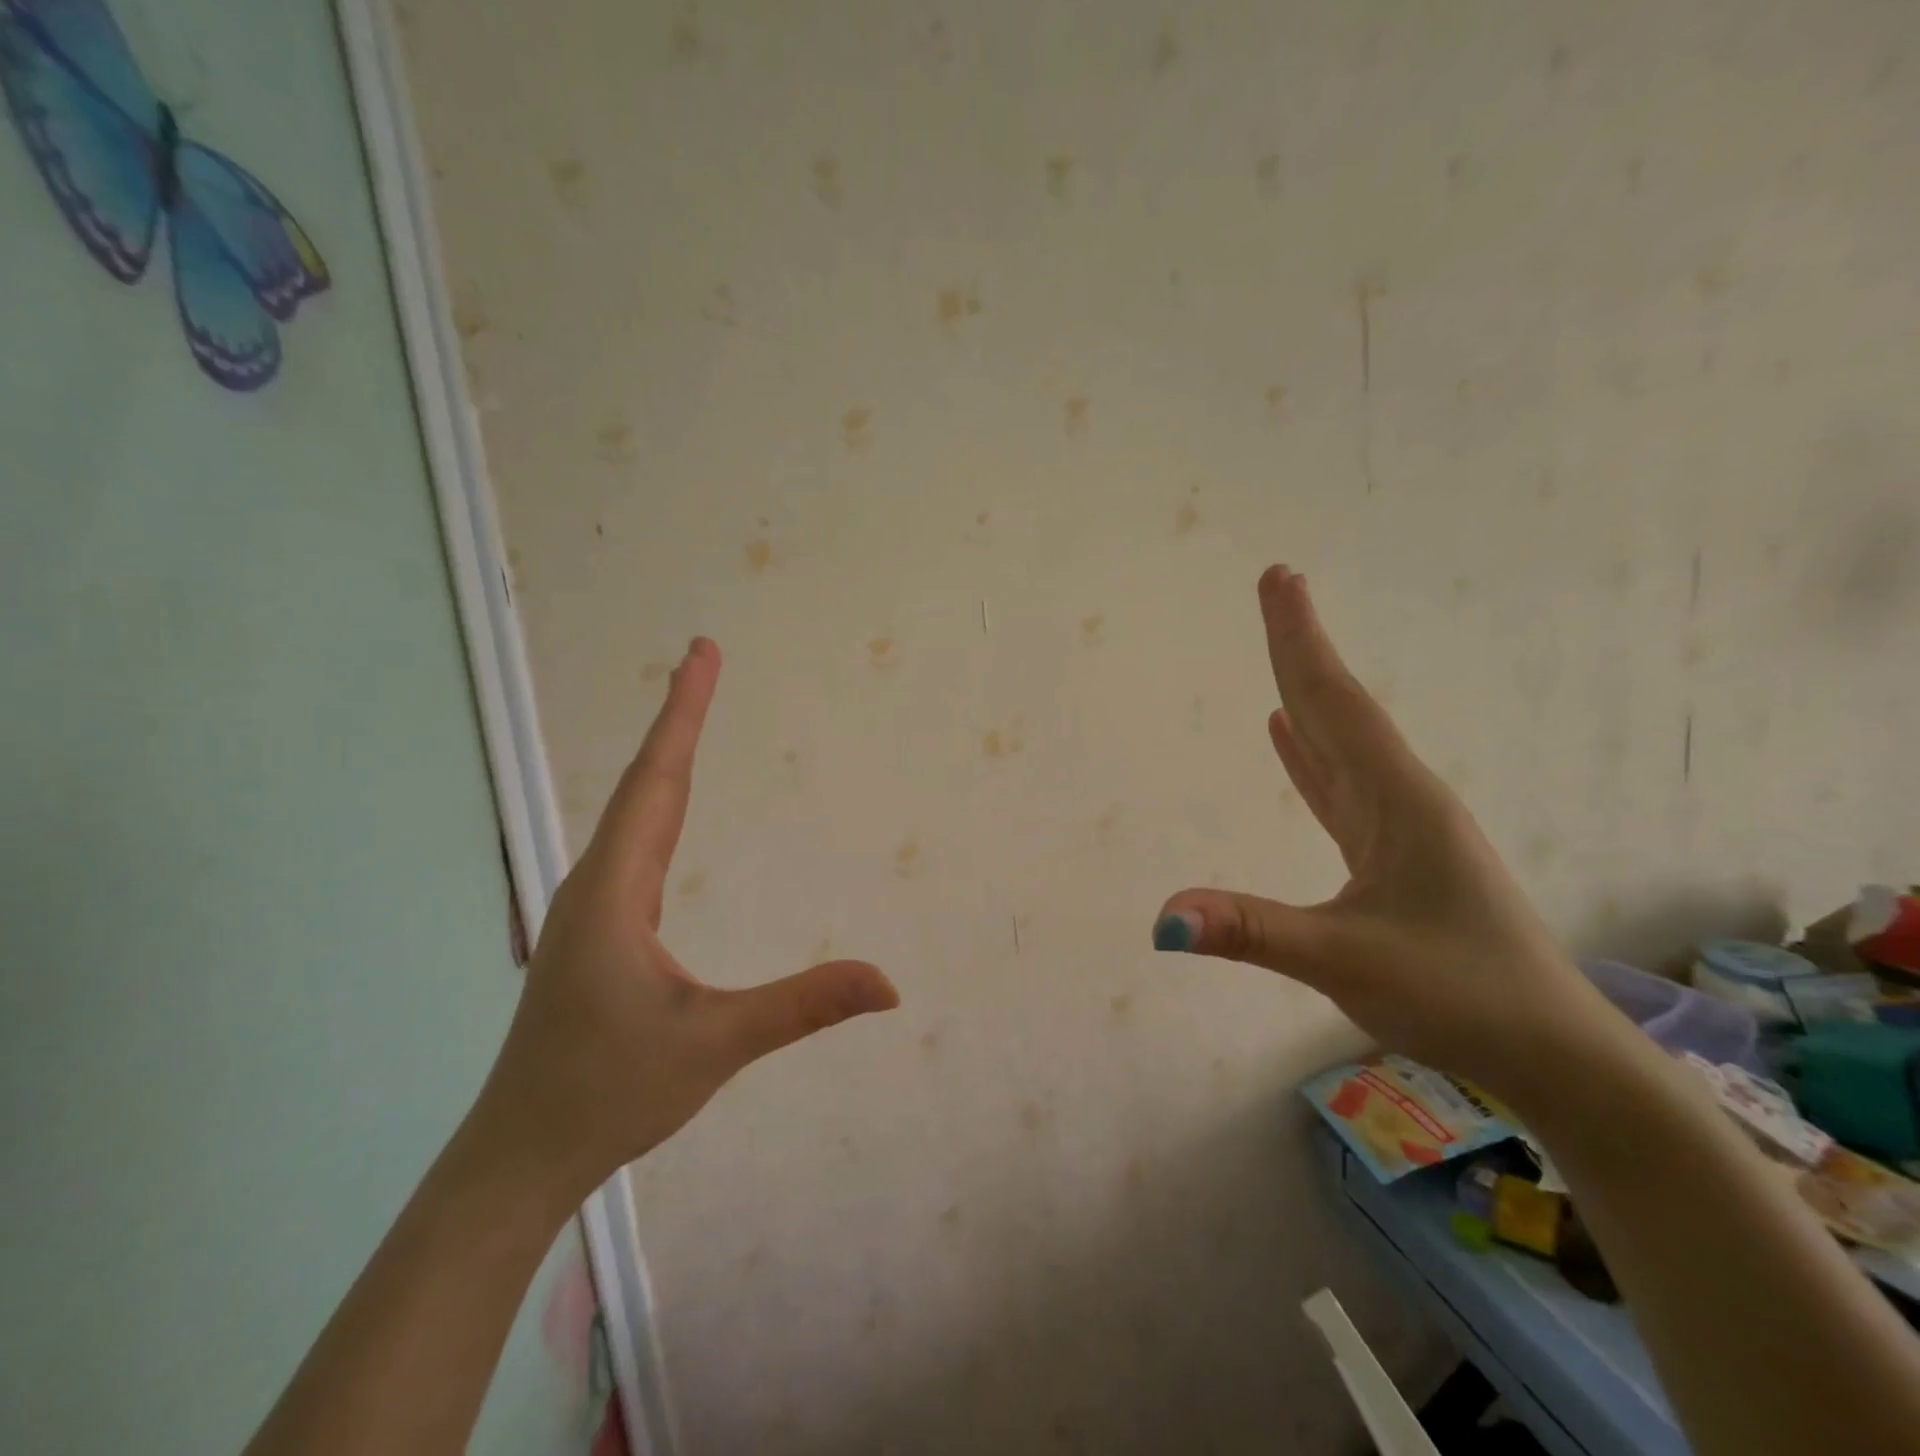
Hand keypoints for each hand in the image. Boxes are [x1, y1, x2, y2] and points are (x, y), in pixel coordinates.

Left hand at [472, 638, 898, 1192]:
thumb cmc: (608, 1094)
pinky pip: (637, 842)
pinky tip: (673, 808)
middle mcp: (597, 881)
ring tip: (694, 712)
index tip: (702, 652)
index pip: (660, 781)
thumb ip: (802, 1006)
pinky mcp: (598, 925)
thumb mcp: (715, 1043)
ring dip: (667, 755)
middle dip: (679, 716)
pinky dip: (662, 801)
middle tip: (704, 659)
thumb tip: (889, 983)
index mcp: (615, 890)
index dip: (683, 713)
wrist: (521, 1154)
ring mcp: (592, 903)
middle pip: (647, 782)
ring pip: (636, 810)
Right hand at [1153, 567, 1615, 1105]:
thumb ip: (1252, 931)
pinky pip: (1339, 786)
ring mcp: (1398, 825)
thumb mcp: (1346, 961)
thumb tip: (1162, 917)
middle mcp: (1399, 797)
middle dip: (1301, 647)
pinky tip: (1290, 737)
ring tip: (1281, 650)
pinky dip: (1310, 754)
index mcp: (1396, 800)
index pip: (1334, 702)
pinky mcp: (1392, 854)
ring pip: (1340, 741)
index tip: (1279, 579)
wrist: (1550, 1053)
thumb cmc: (1458, 995)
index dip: (1300, 640)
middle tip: (1278, 587)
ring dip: (1307, 692)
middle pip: (1337, 706)